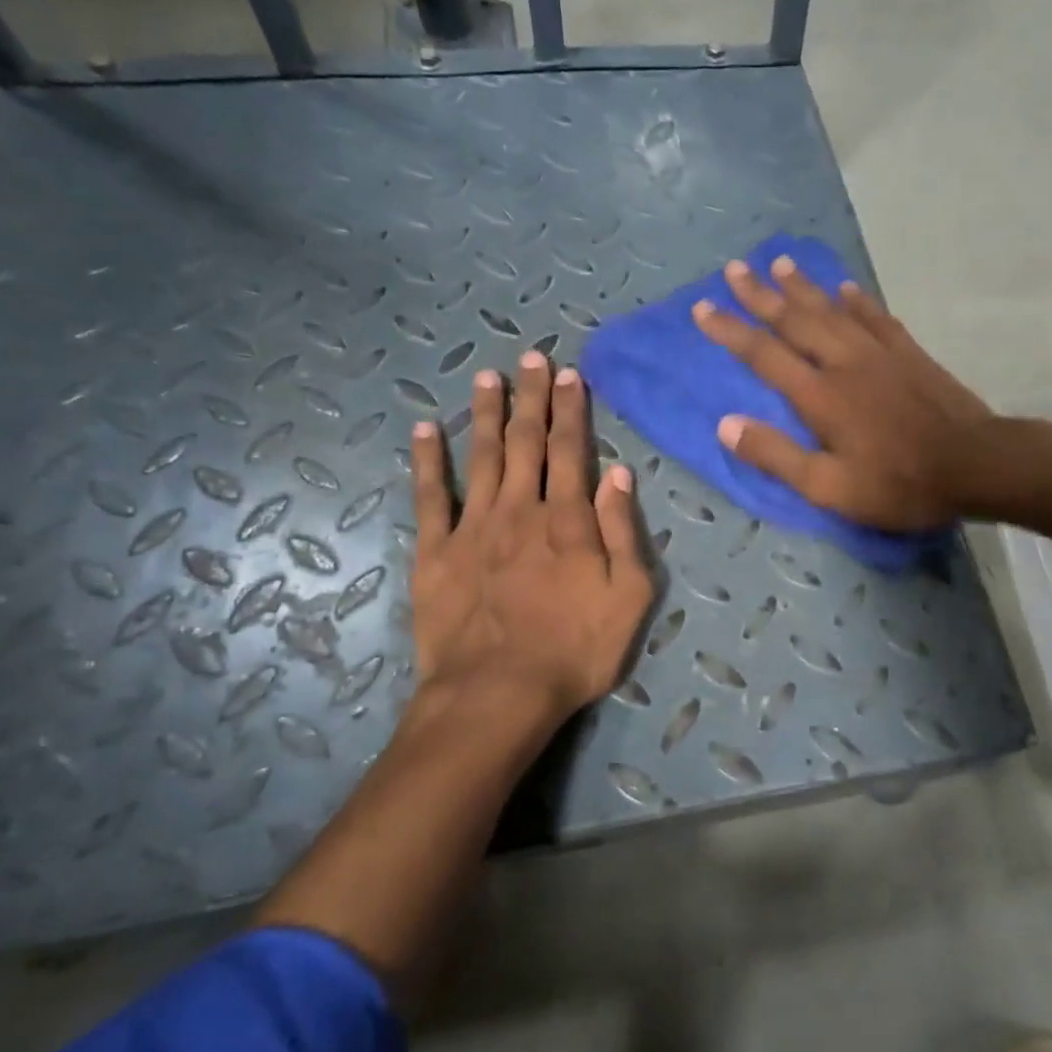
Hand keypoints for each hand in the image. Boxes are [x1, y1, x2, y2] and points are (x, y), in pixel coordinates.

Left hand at [409, 351, 654, 728]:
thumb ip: (623, 530)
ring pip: (480, 457)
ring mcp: (473, 527)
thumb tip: (618, 473)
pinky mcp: (437, 552)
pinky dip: (427, 462)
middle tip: (530, 359)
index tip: (568, 376)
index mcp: (567, 518)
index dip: (570, 410)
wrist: (498, 692)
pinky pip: (430, 497)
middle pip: (526, 442)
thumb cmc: (575, 649)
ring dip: (485, 415)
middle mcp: (519, 509)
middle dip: (531, 398)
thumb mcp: (628, 595)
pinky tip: (423, 431)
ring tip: (487, 378)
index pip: (571, 450)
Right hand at [692, 256, 992, 530]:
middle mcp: (844, 362)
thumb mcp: (829, 487)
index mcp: (819, 395)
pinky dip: (856, 300)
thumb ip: (776, 456)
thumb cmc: (898, 484)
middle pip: (795, 320)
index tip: (701, 308)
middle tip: (734, 268)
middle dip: (760, 295)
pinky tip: (846, 288)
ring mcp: (880, 353)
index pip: (763, 354)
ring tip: (779, 263)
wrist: (975, 464)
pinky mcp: (909, 353)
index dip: (730, 330)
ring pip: (832, 310)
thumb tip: (725, 425)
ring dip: (803, 287)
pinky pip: (876, 317)